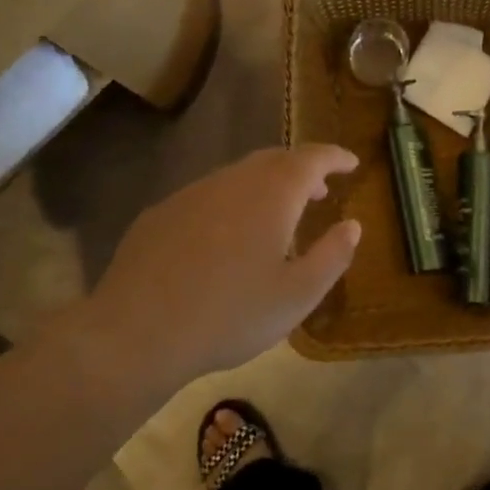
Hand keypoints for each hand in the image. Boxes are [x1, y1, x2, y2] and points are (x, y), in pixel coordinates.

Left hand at [62, 145, 360, 398]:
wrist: (137, 333)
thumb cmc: (230, 315)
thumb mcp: (298, 295)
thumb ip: (332, 255)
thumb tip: (353, 225)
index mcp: (272, 194)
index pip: (312, 159)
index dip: (335, 157)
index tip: (352, 163)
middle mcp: (233, 181)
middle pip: (274, 160)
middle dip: (302, 170)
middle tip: (320, 190)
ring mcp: (191, 194)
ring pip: (239, 176)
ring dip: (266, 186)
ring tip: (278, 215)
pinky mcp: (161, 214)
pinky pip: (209, 196)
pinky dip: (232, 203)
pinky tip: (226, 238)